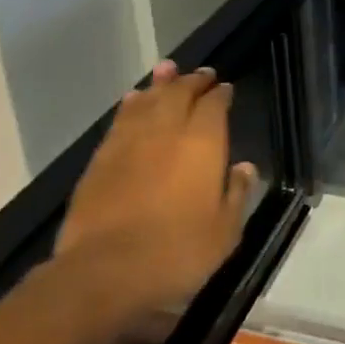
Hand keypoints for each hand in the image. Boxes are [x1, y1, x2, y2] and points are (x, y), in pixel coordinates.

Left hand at [54, 62, 256, 343]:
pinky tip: (132, 101)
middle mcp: (166, 131)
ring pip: (147, 101)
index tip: (226, 88)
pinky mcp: (100, 160)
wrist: (104, 272)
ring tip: (167, 71)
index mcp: (203, 143)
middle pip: (179, 93)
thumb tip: (244, 167)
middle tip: (201, 74)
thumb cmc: (176, 252)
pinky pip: (120, 120)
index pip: (214, 105)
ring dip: (159, 84)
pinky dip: (130, 105)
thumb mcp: (224, 231)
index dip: (221, 94)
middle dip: (192, 81)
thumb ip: (237, 193)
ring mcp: (129, 143)